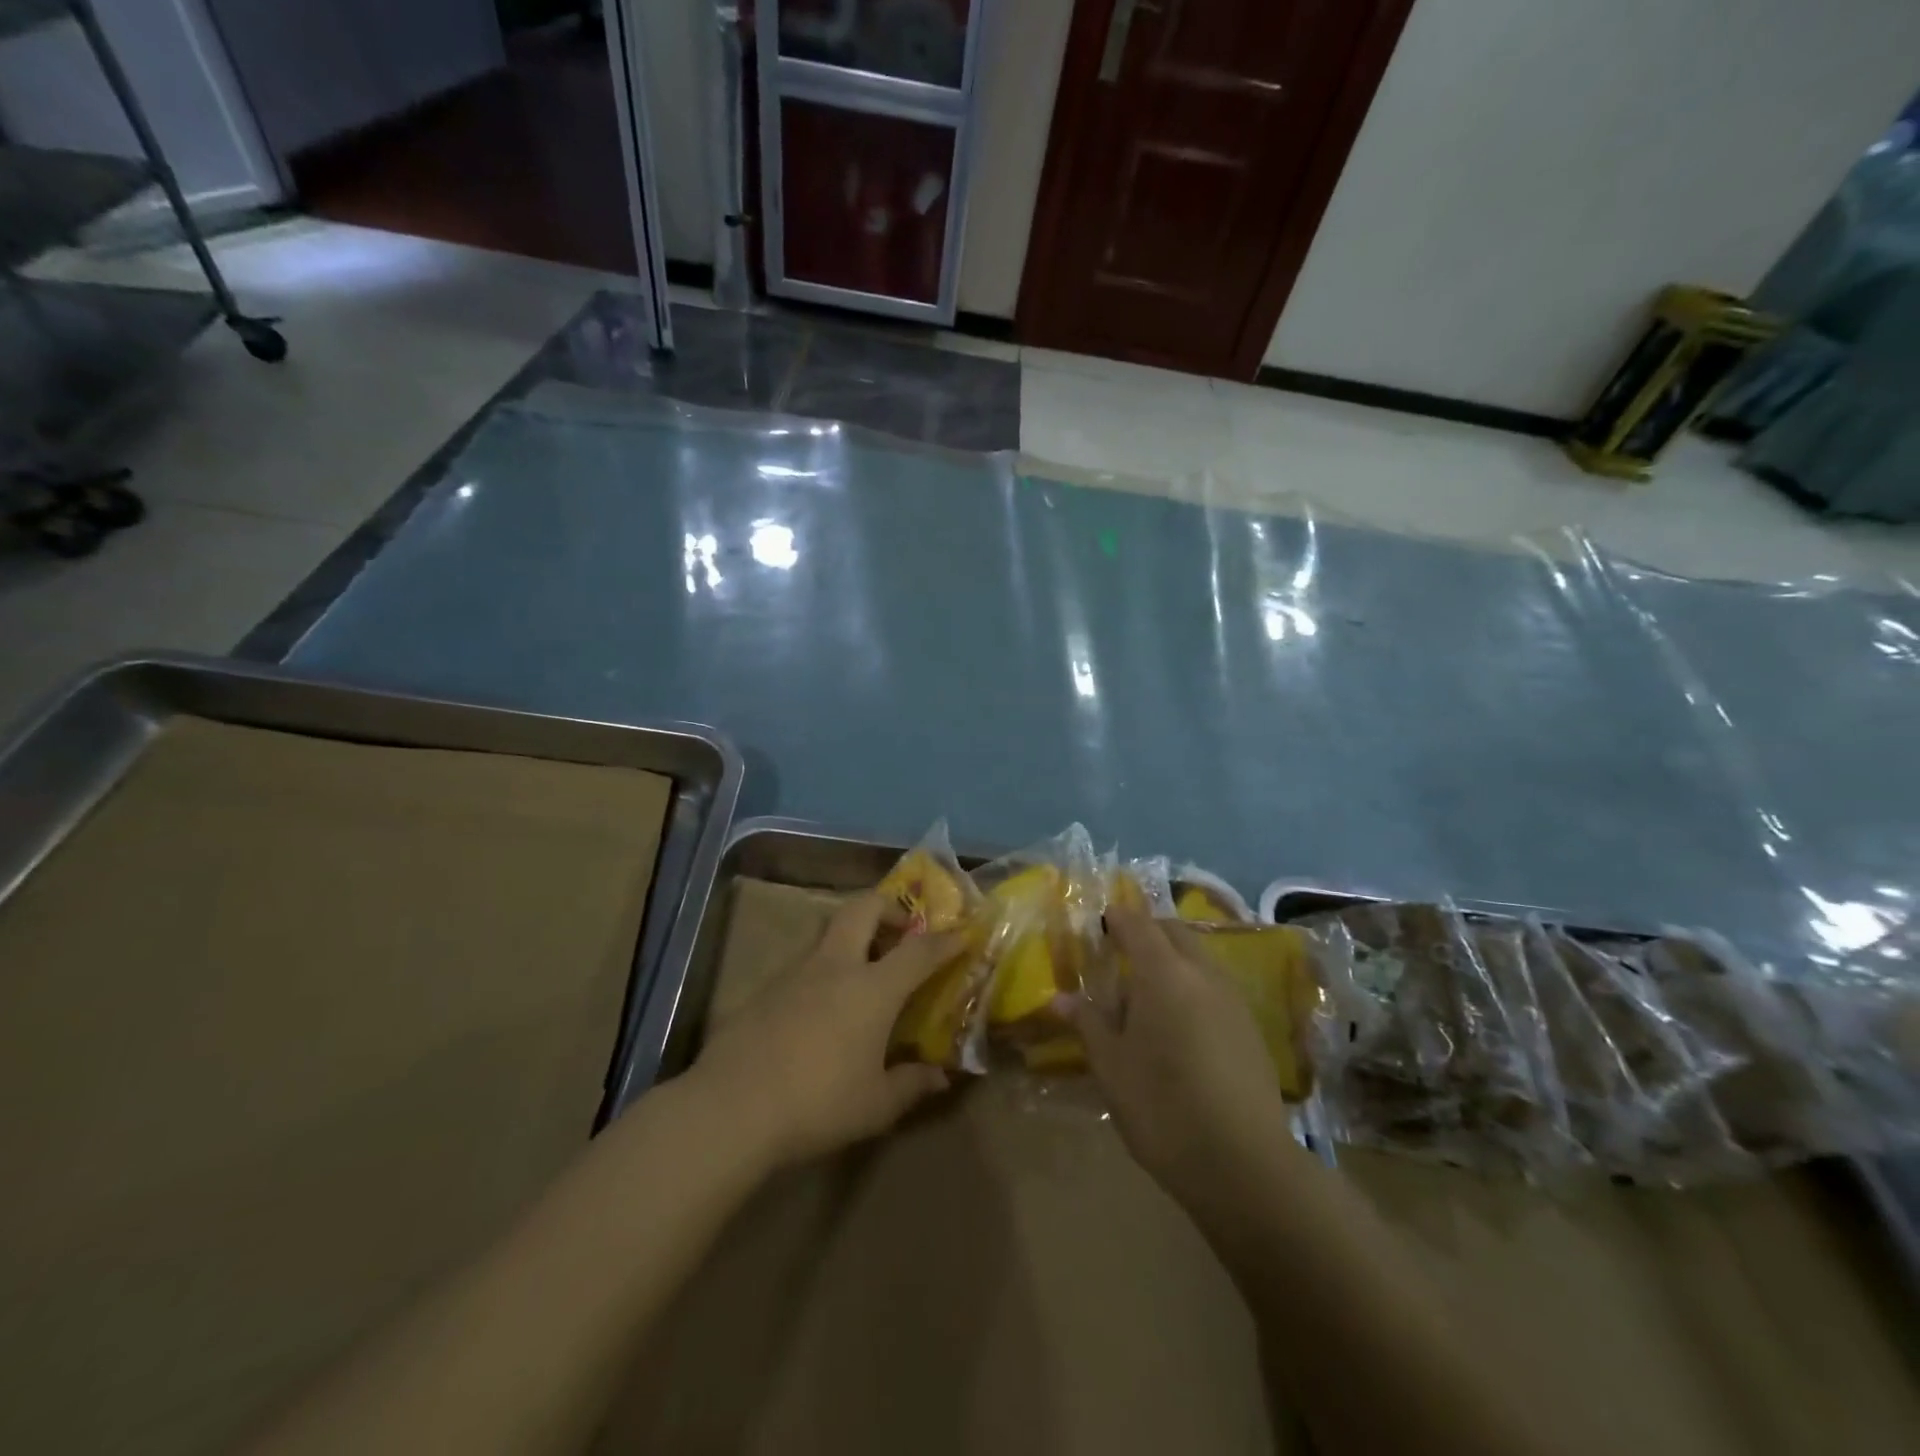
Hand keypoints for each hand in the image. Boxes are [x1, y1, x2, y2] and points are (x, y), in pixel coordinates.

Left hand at [691, 892, 958, 1167]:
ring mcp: (796, 972)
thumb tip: (940, 1077)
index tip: (963, 934)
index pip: (919, 951)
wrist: (733, 1107)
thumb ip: (912, 1085)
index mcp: (872, 988)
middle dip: (890, 907)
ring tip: (865, 969)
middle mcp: (836, 966)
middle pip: (864, 908)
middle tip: (903, 929)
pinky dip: (825, 967)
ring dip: (854, 935)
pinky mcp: (766, 988)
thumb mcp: (876, 1105)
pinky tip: (822, 1006)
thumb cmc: (818, 1103)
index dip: (945, 940)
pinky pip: (805, 962)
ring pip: (830, 930)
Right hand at [1055, 905, 1294, 1205]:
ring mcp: (1232, 999)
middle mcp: (1202, 973)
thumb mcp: (1111, 1067)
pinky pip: (1215, 986)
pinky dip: (1193, 986)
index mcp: (1163, 973)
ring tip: (1146, 996)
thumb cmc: (1162, 1107)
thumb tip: (1060, 998)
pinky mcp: (1251, 1028)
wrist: (1244, 1164)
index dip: (1117, 918)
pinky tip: (1179, 1026)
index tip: (1100, 923)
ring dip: (1172, 960)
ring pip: (1198, 958)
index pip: (1137, 924)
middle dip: (1148, 933)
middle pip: (1174, 932)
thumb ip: (1088, 1023)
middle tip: (1120, 954)